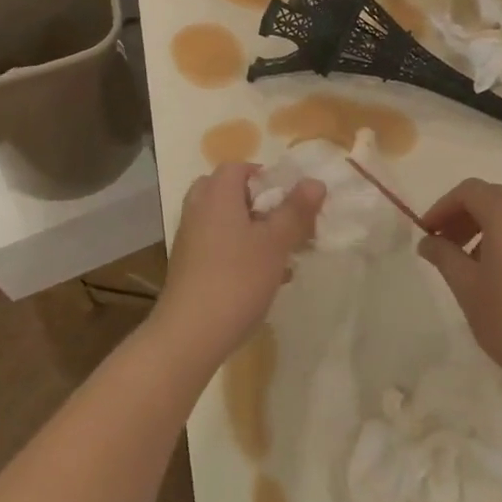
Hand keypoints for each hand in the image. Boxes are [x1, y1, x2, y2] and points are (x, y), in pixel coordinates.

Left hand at [154, 163, 324, 371]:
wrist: (190, 333)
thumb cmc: (237, 278)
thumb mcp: (275, 243)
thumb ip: (295, 210)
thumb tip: (314, 181)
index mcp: (217, 194)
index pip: (238, 168)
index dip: (265, 177)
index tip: (289, 198)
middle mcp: (198, 209)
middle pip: (227, 192)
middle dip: (257, 204)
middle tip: (281, 222)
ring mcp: (189, 238)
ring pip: (223, 221)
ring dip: (251, 231)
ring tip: (281, 255)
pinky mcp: (187, 266)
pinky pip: (216, 245)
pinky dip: (238, 251)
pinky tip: (264, 279)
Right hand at [417, 178, 501, 411]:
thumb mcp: (467, 288)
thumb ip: (444, 256)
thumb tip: (428, 241)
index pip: (469, 191)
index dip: (443, 207)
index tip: (428, 232)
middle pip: (494, 197)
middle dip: (465, 215)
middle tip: (446, 244)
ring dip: (489, 227)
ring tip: (473, 262)